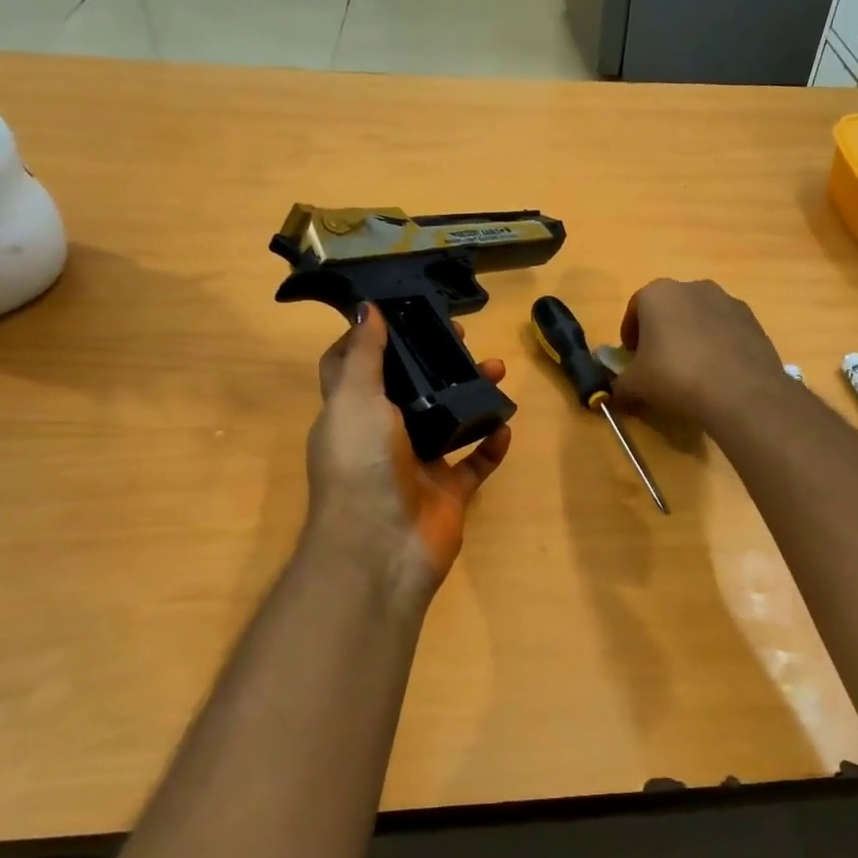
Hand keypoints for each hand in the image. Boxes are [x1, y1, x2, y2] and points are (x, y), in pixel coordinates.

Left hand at [305, 305, 510, 604]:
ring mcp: (417, 465)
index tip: (401, 312)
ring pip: (448, 420)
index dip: (372, 338)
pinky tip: (506, 427)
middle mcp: (382, 435)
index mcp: (352, 412)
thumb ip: (365, 355)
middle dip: (434, 361)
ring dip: (471, 395)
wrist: (381, 548)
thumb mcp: (356, 399)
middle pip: (410, 388)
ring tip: (497, 370)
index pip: (353, 366)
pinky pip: (475, 463)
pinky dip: (491, 445)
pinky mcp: (447, 492)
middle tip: (462, 337)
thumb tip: (366, 308)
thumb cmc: (360, 465)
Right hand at [614, 279, 787, 428]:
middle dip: (661, 332)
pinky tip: (717, 373)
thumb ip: (620, 386)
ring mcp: (727, 301)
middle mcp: (693, 287)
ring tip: (691, 370)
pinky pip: (725, 330)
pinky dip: (717, 345)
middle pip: (669, 309)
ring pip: (699, 317)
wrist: (739, 393)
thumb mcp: (635, 386)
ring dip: (691, 336)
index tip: (631, 358)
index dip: (630, 336)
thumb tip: (617, 394)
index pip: (635, 310)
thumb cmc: (675, 378)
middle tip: (659, 364)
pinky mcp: (752, 320)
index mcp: (658, 294)